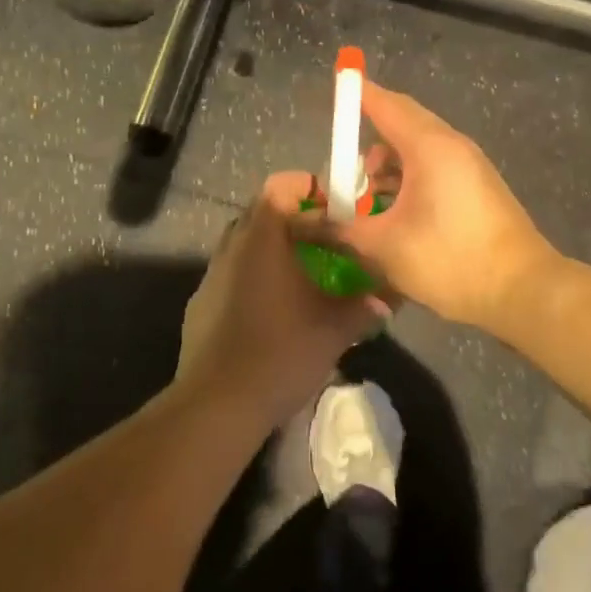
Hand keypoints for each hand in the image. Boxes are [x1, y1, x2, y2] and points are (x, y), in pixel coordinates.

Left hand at [178, 173, 384, 431]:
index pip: (280, 186)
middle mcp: (231, 247)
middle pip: (261, 213)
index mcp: (262, 238)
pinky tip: (274, 309)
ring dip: (273, 250)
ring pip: (245, 245)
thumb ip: (364, 307)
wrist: (217, 405)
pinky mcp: (200, 305)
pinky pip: (232, 275)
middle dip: (295, 220)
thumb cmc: (281, 352)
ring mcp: (211, 276)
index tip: (335, 206)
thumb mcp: (334, 329)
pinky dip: (255, 277)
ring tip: (304, 274)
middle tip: (327, 240)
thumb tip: (390, 299)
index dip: (308, 188)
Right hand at [309, 83, 557, 330]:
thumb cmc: (450, 259)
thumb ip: (340, 229)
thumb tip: (303, 223)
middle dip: (368, 142)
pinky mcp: (479, 190)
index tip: (337, 87)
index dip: (358, 96)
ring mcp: (471, 168)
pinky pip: (436, 170)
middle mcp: (453, 147)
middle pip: (404, 125)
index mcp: (430, 147)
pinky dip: (410, 180)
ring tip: (365, 199)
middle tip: (343, 169)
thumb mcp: (384, 246)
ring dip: (389, 167)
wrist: (523, 291)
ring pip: (420, 151)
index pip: (387, 105)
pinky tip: (395, 212)